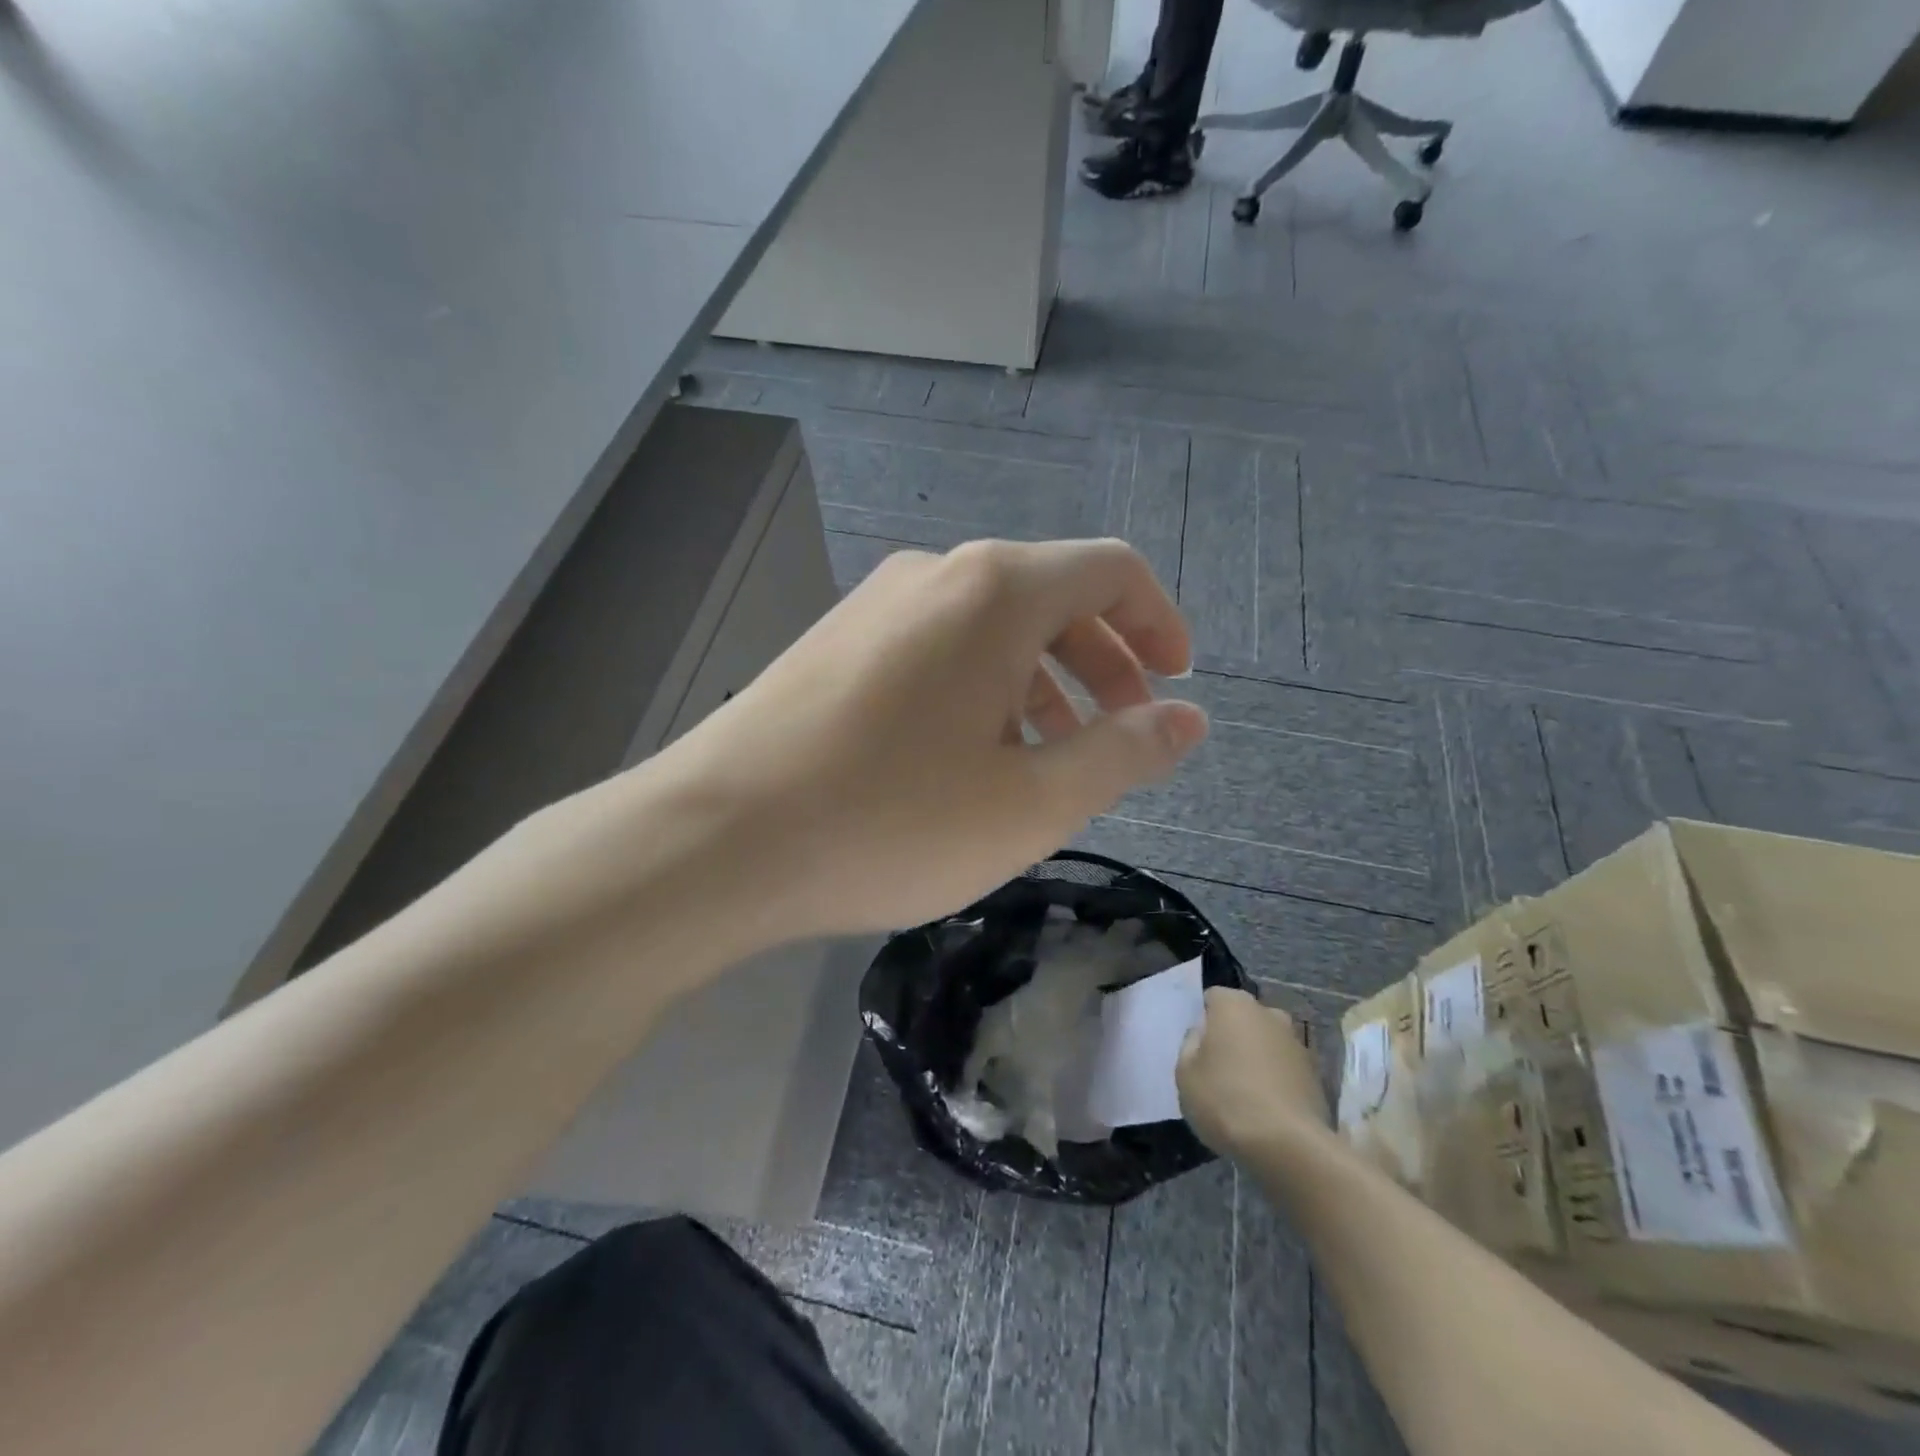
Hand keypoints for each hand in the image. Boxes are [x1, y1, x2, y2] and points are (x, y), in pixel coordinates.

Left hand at [652, 539, 1209, 938]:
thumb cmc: (889, 821)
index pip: (1109, 570)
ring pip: (989, 629)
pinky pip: (935, 650)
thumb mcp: (1030, 803)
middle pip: (1050, 598)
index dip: (1158, 622)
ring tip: (1048, 761)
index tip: (1176, 683)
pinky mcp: (835, 644)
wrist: (716, 839)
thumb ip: (1122, 753)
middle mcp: (936, 575)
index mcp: (996, 591)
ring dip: (1040, 683)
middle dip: (1102, 663)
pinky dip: (980, 690)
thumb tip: (1187, 719)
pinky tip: (967, 758)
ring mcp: (875, 605)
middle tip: (1121, 735)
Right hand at [1178, 988, 1328, 1156]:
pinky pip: (1286, 1068)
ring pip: (1267, 1042)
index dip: (1203, 1020)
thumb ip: (1190, 1045)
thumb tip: (1203, 1034)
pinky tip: (1266, 1108)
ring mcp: (1298, 1042)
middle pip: (1243, 1018)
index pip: (1212, 998)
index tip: (1197, 1047)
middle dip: (1233, 1036)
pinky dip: (1277, 1080)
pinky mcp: (1317, 1074)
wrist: (1289, 1146)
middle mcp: (1269, 1013)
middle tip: (1218, 1068)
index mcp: (1234, 1004)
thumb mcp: (1185, 1074)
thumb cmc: (1226, 1100)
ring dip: (1257, 1058)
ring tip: (1244, 1092)